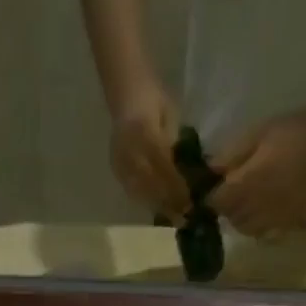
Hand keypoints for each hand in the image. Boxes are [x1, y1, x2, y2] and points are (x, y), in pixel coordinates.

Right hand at [109, 82, 191, 220]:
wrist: (125, 89)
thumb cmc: (153, 97)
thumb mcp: (170, 115)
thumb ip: (174, 143)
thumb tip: (183, 172)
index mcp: (144, 131)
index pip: (163, 166)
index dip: (176, 185)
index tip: (190, 200)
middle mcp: (129, 148)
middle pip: (150, 183)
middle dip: (168, 201)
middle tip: (184, 215)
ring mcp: (119, 159)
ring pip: (140, 190)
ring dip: (157, 205)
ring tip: (172, 216)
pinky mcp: (115, 166)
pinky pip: (130, 188)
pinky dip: (144, 200)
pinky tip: (156, 208)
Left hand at [207, 111, 305, 237]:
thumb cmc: (291, 131)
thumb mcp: (257, 134)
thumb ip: (232, 155)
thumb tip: (210, 170)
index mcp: (249, 183)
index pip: (218, 202)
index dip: (212, 198)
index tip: (212, 190)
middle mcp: (260, 205)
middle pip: (232, 218)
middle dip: (227, 208)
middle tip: (230, 195)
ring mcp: (276, 216)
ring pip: (247, 229)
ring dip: (241, 220)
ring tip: (246, 205)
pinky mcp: (291, 220)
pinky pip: (268, 233)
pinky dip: (260, 228)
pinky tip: (264, 213)